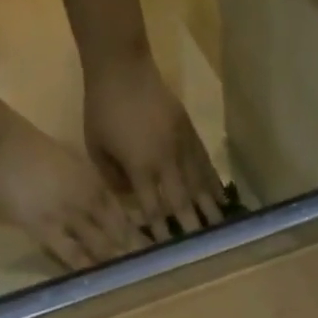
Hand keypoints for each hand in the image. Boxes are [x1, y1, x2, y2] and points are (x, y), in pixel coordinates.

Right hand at [0, 110, 142, 269]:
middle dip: (135, 254)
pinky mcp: (47, 230)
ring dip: (116, 263)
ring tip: (130, 282)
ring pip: (102, 245)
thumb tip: (105, 209)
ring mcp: (69, 216)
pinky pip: (73, 254)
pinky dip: (88, 268)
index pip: (125, 216)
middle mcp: (89, 201)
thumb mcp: (71, 163)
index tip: (154, 253)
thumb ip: (90, 187)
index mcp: (95, 183)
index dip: (140, 236)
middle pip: (119, 233)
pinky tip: (99, 281)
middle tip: (151, 275)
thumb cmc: (33, 150)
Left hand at [84, 49, 224, 241]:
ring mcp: (181, 146)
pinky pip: (205, 164)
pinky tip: (222, 198)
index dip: (161, 231)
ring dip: (209, 209)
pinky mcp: (190, 133)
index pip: (153, 207)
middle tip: (201, 250)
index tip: (168, 252)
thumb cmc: (102, 107)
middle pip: (182, 201)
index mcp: (140, 167)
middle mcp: (165, 161)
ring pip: (198, 184)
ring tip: (220, 230)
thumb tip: (132, 199)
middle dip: (191, 227)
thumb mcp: (96, 146)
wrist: (122, 65)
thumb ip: (113, 178)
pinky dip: (214, 183)